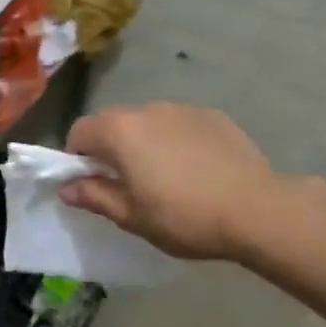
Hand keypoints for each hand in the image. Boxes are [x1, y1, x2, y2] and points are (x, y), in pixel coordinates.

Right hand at [61, 103, 281, 260]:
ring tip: (164, 177)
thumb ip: (94, 196)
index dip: (76, 158)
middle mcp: (147, 110)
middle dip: (109, 149)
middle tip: (125, 184)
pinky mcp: (213, 116)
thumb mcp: (131, 216)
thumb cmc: (184, 217)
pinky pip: (179, 125)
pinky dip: (175, 141)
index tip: (91, 184)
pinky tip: (194, 170)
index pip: (79, 132)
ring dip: (143, 143)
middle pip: (112, 123)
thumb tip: (67, 188)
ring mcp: (182, 109)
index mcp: (119, 131)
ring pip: (147, 122)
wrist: (258, 211)